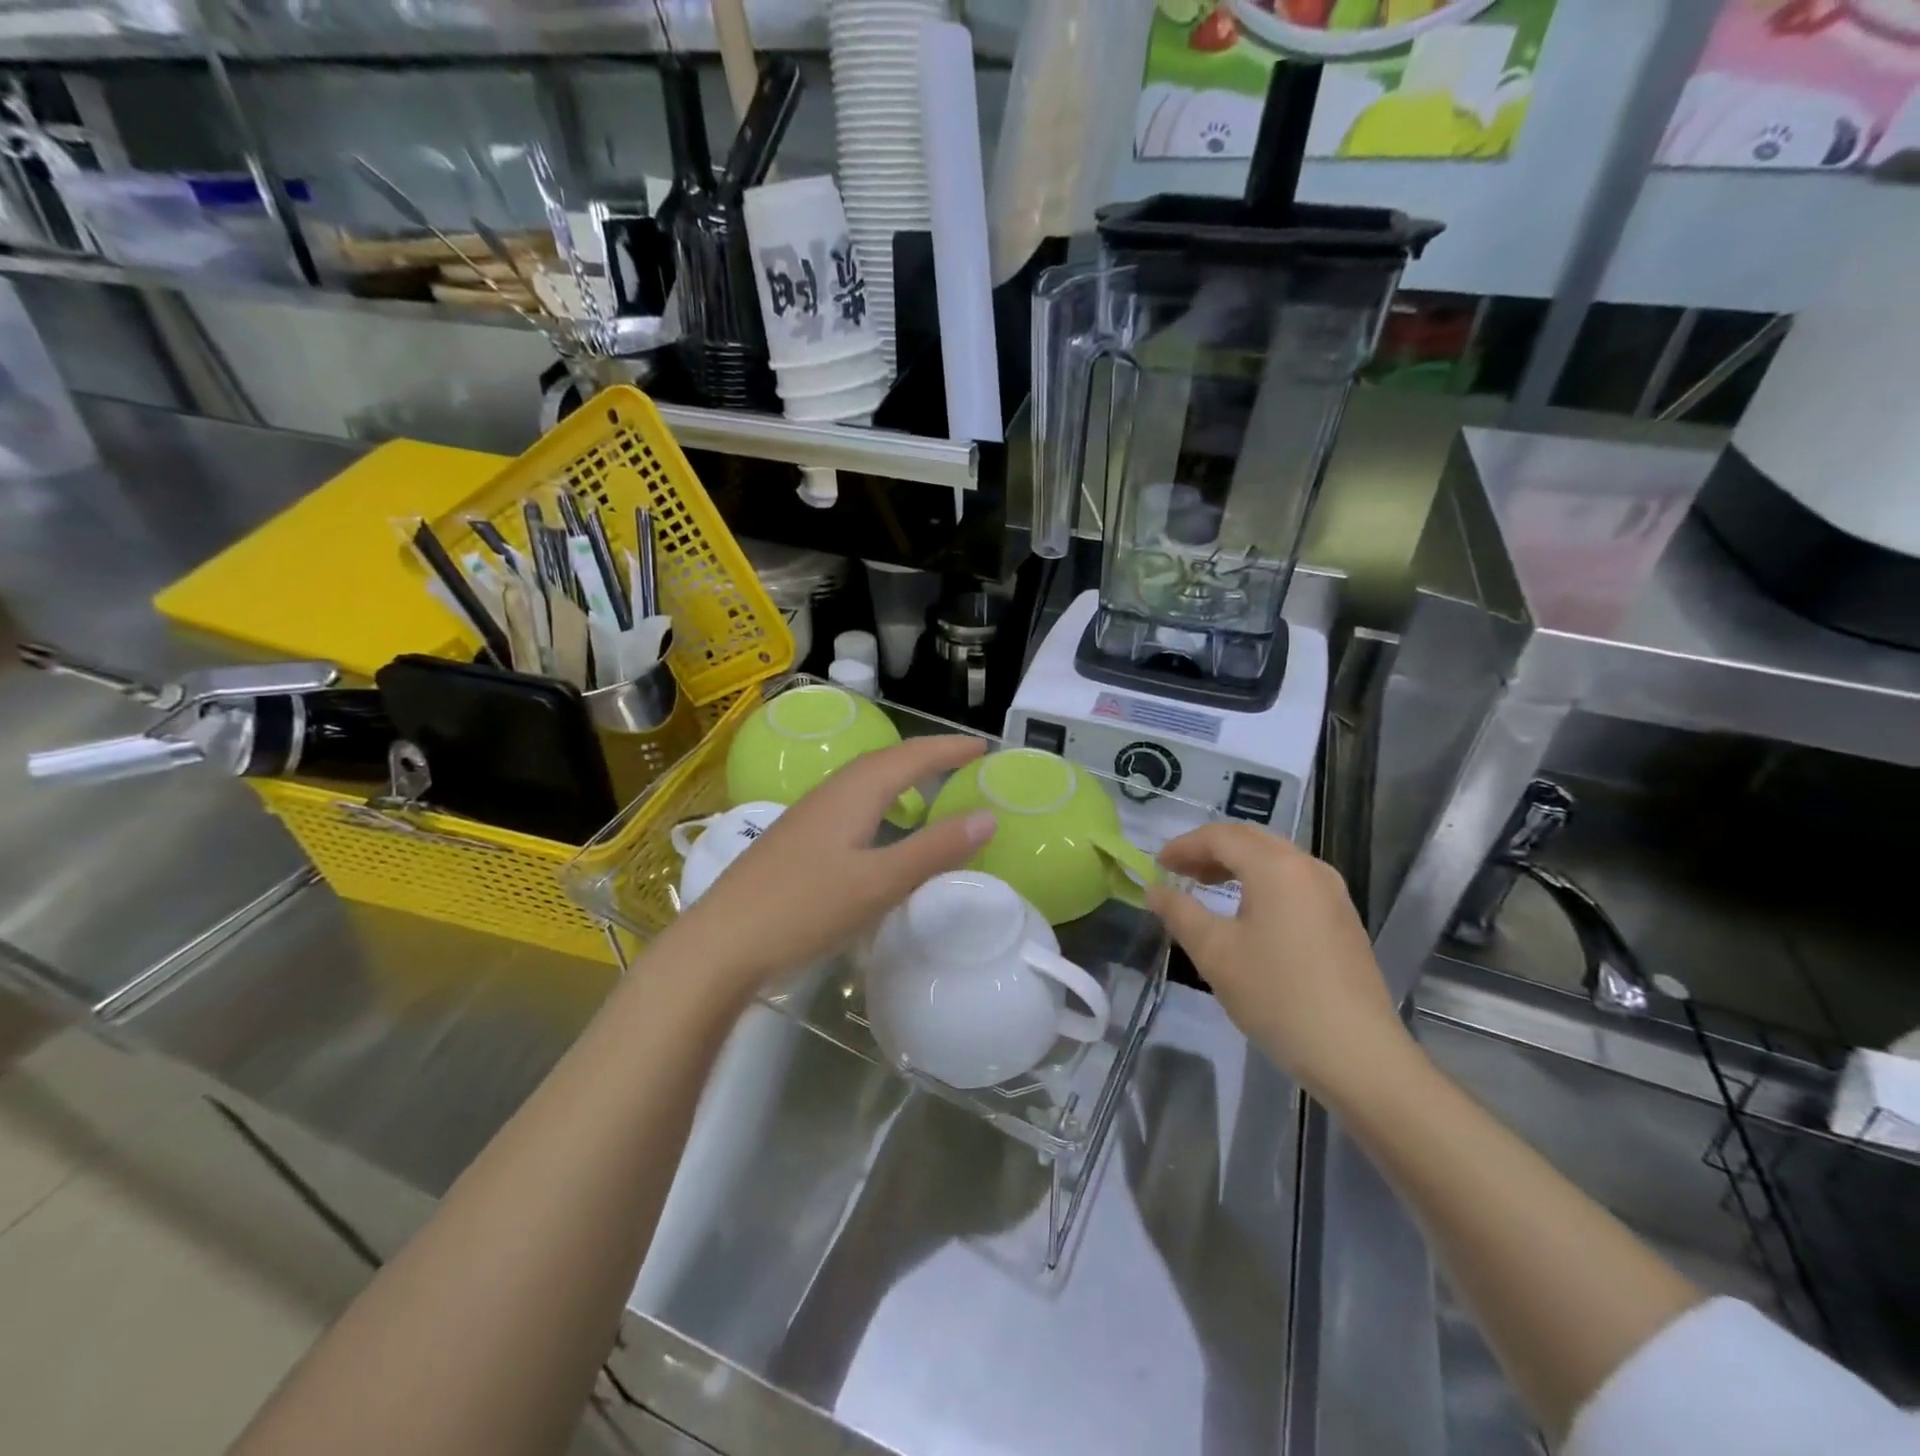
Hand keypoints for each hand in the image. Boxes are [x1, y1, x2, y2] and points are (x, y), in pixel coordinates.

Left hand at [667, 735, 996, 998]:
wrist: (720, 944)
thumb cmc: (804, 909)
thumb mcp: (879, 883)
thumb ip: (933, 850)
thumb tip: (987, 816)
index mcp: (852, 794)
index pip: (909, 757)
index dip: (947, 750)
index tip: (983, 748)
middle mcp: (828, 795)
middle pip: (883, 762)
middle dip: (925, 757)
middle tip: (961, 761)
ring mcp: (806, 819)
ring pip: (862, 783)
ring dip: (899, 777)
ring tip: (926, 788)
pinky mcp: (794, 843)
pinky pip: (849, 806)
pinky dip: (878, 803)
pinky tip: (877, 830)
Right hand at [1146, 824, 1415, 1106]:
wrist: (1357, 1053)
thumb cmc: (1276, 995)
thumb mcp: (1214, 953)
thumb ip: (1179, 912)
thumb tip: (1154, 889)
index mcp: (1276, 866)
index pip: (1220, 837)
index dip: (1183, 846)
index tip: (1156, 865)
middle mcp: (1308, 867)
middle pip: (1250, 840)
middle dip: (1209, 850)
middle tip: (1178, 871)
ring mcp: (1332, 892)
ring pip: (1274, 859)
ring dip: (1236, 864)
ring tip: (1205, 887)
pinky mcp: (1342, 918)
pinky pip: (1293, 881)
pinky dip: (1260, 882)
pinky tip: (1246, 912)